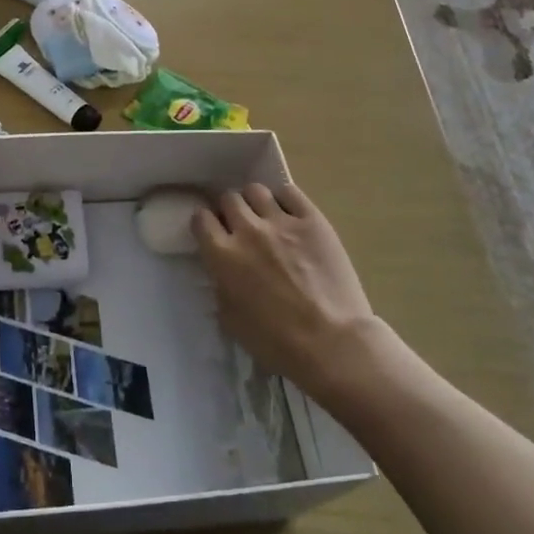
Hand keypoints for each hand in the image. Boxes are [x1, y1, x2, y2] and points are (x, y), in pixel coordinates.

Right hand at [193, 183, 380, 406]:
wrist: (332, 342)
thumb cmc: (276, 342)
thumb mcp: (231, 321)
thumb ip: (220, 288)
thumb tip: (222, 274)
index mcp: (222, 255)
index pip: (201, 219)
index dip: (206, 224)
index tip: (214, 234)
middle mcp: (247, 230)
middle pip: (228, 199)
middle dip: (230, 211)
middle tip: (241, 227)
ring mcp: (281, 222)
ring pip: (256, 190)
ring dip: (255, 203)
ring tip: (265, 218)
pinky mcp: (312, 220)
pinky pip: (290, 192)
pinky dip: (284, 199)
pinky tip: (289, 215)